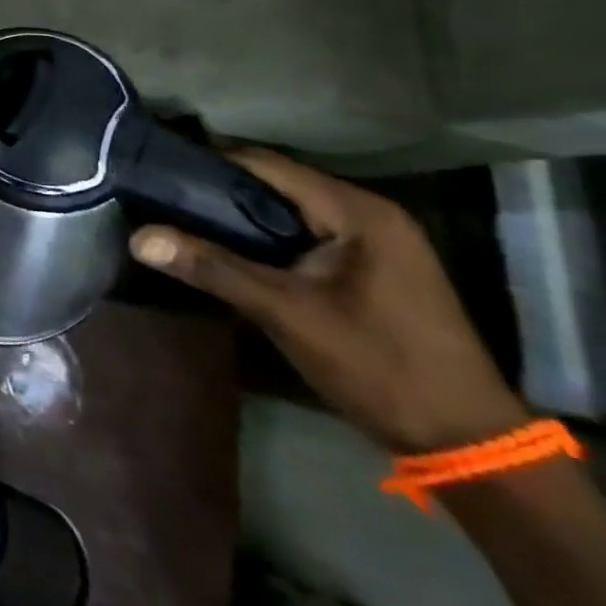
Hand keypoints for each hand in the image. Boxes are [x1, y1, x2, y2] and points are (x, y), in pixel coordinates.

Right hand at [129, 150, 527, 454]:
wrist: (467, 443)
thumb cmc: (379, 366)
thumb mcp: (286, 314)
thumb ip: (212, 269)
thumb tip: (137, 237)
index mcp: (358, 212)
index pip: (265, 164)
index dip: (206, 162)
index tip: (154, 167)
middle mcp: (369, 214)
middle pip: (275, 183)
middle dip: (216, 188)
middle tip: (157, 194)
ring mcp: (375, 242)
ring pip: (287, 209)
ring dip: (237, 214)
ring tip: (177, 217)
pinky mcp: (370, 268)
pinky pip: (302, 233)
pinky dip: (262, 235)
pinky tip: (225, 248)